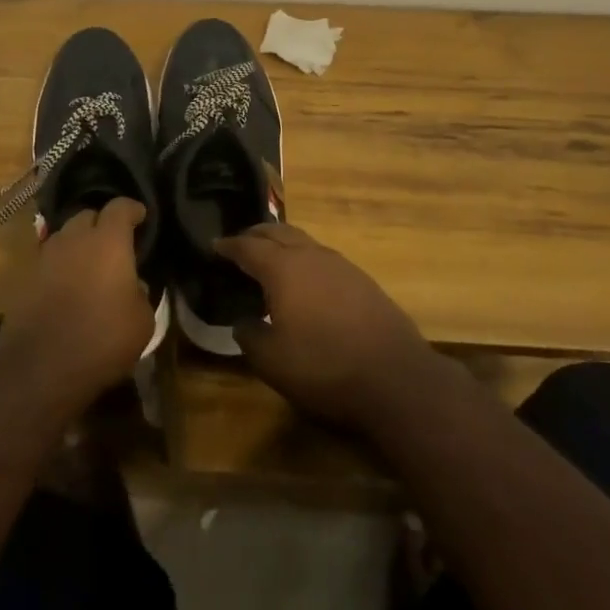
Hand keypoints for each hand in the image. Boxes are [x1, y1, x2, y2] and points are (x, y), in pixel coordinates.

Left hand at [0, 197, 155, 410]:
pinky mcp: (24, 279)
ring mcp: (45, 256)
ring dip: (78, 245)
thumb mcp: (142, 322)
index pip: (121, 207)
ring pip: (65, 237)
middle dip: (101, 224)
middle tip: (114, 244)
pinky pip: (48, 262)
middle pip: (88, 216)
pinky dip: (60, 268)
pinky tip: (68, 289)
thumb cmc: (102, 338)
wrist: (40, 369)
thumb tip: (134, 287)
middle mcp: (75, 238)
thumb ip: (142, 294)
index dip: (132, 209)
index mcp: (108, 240)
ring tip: (89, 266)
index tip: (141, 216)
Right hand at [215, 222, 441, 431]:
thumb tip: (242, 322)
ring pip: (303, 241)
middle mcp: (311, 256)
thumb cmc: (325, 366)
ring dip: (282, 244)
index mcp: (283, 268)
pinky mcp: (362, 279)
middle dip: (255, 235)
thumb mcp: (272, 361)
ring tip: (270, 259)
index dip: (228, 245)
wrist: (395, 376)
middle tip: (239, 244)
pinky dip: (305, 259)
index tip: (214, 244)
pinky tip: (306, 281)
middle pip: (278, 233)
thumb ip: (249, 336)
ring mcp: (340, 264)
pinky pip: (323, 257)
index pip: (248, 247)